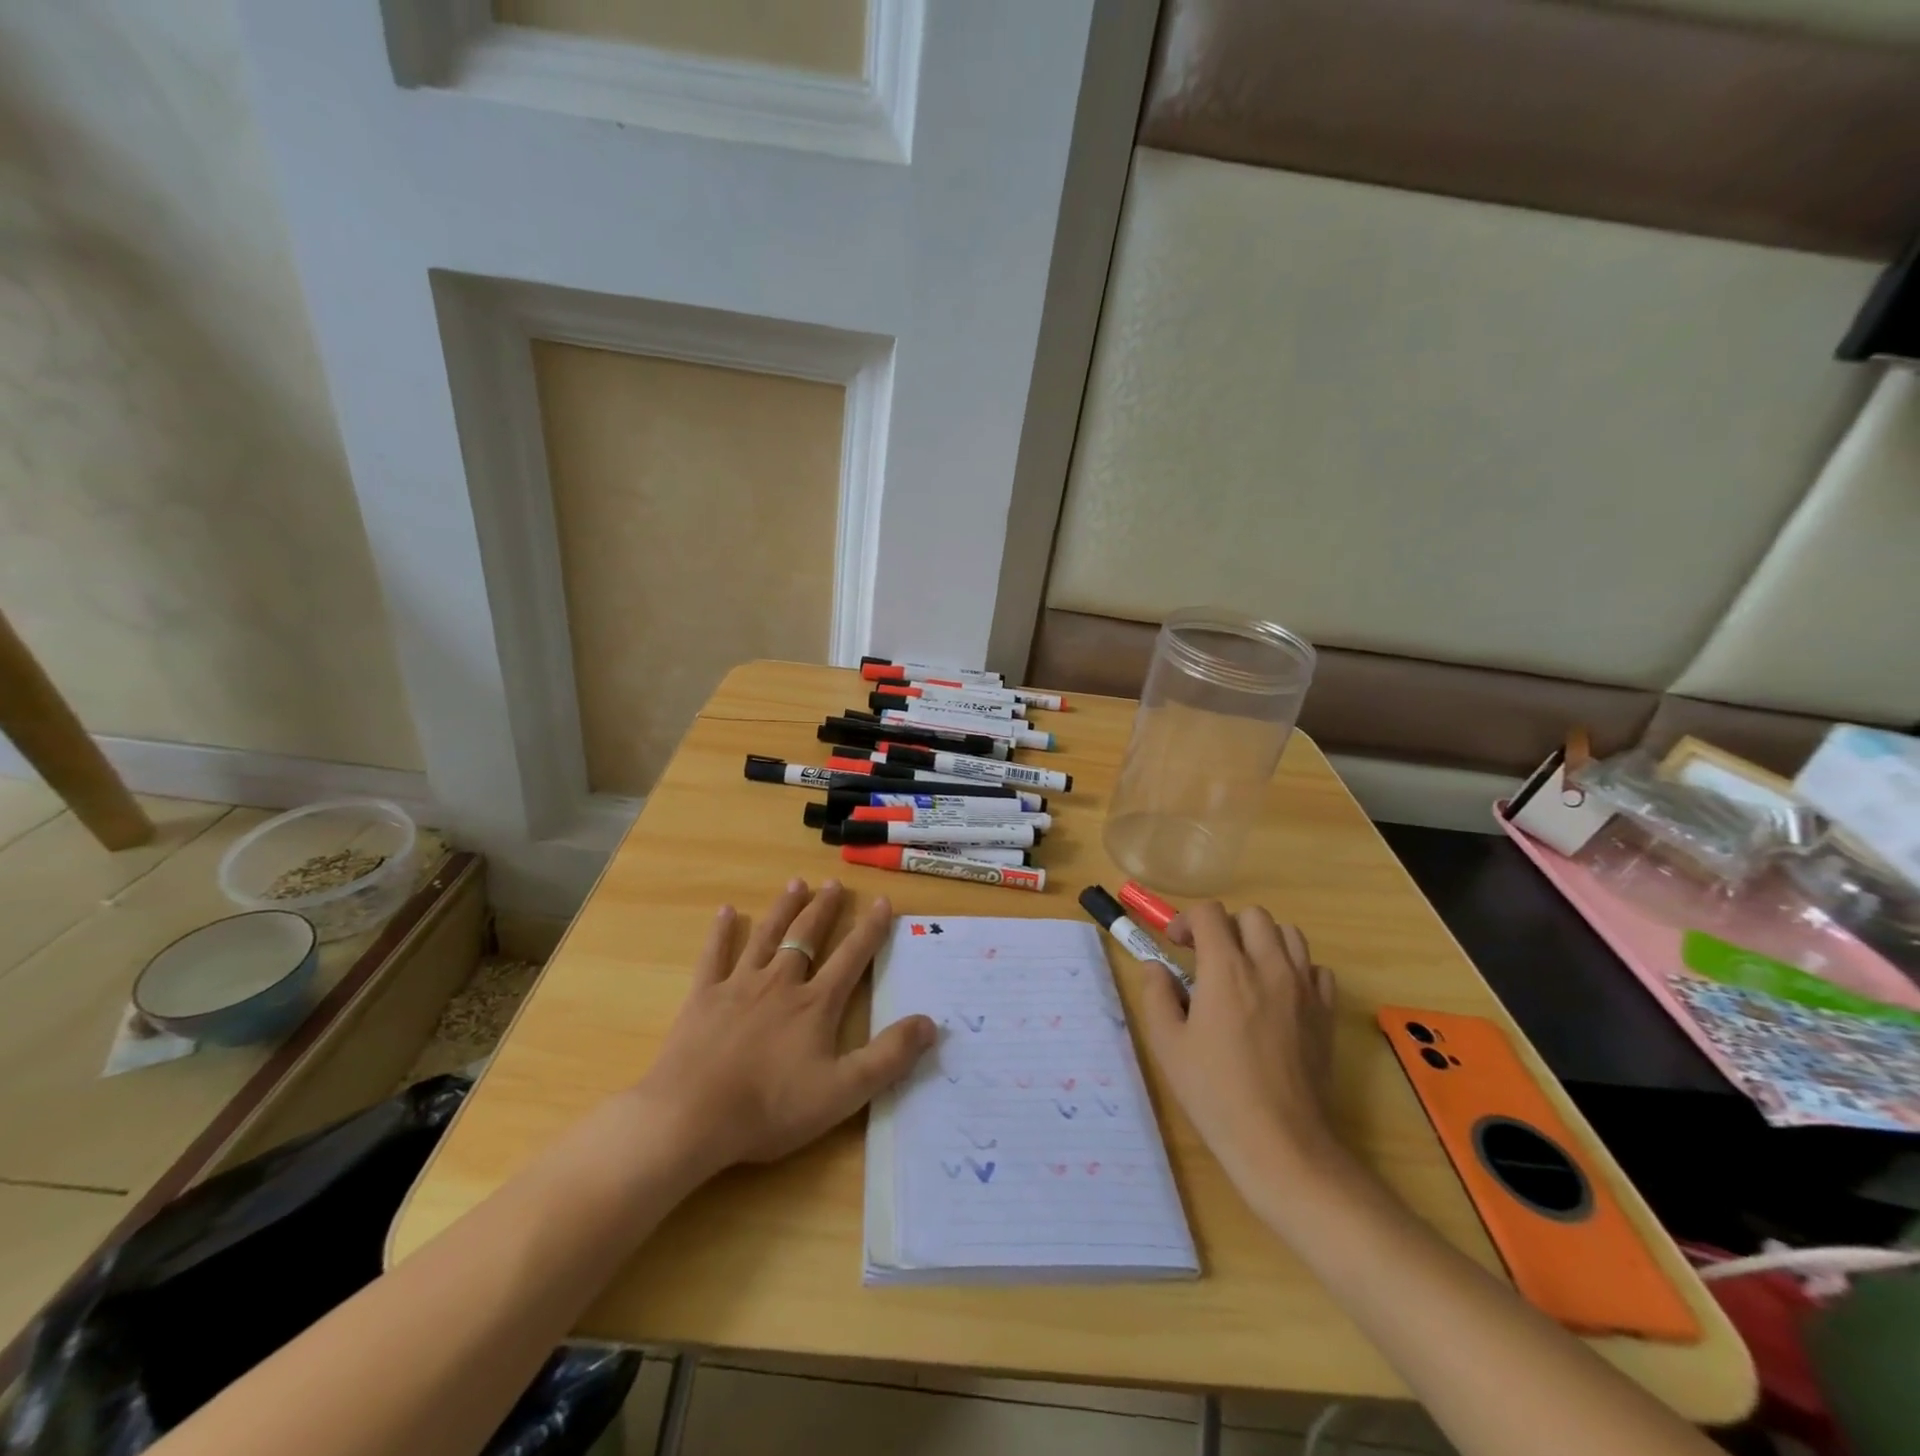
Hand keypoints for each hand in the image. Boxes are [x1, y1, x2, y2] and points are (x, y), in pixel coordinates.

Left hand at [634, 879, 934, 1173]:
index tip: (882, 901)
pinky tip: (727, 912)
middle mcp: (780, 983)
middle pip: (807, 936)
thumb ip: (889, 1057)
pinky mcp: (703, 997)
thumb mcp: (842, 1092)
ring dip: (783, 909)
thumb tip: (931, 1023)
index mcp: (815, 1004)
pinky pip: (714, 956)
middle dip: (824, 909)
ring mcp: (739, 986)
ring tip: (796, 884)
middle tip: (834, 884)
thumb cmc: (770, 1108)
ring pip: (766, 937)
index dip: (870, 929)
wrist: (690, 1118)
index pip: (851, 957)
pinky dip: (721, 933)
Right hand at [1136, 902, 1346, 1194]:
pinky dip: (1296, 969)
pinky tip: (1278, 994)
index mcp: (1226, 969)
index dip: (1187, 921)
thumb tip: (1156, 968)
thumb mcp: (1167, 1044)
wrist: (1280, 1142)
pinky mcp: (1325, 1013)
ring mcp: (1304, 989)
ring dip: (1263, 940)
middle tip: (1209, 956)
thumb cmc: (1215, 1092)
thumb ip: (1157, 995)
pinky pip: (1316, 969)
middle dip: (1226, 926)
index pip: (1210, 913)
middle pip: (1252, 915)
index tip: (1177, 946)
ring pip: (1289, 934)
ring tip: (1245, 970)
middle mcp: (1269, 967)